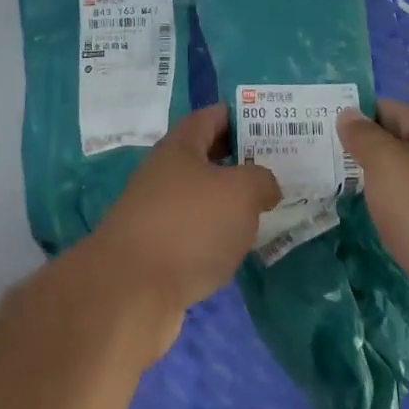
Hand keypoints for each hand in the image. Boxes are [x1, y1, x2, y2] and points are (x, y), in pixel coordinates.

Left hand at [88, 104, 281, 354]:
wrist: (130, 292)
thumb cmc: (189, 226)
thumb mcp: (240, 192)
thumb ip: (260, 180)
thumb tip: (264, 185)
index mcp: (179, 147)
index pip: (210, 117)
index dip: (239, 116)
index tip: (270, 125)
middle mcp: (164, 174)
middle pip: (205, 158)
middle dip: (239, 161)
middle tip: (278, 168)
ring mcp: (156, 214)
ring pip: (201, 198)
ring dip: (229, 202)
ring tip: (266, 209)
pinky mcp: (156, 252)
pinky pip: (194, 233)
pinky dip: (216, 237)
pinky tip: (237, 248)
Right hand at [337, 99, 408, 339]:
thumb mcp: (387, 164)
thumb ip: (364, 137)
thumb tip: (348, 113)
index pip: (394, 111)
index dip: (360, 113)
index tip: (324, 124)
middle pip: (404, 148)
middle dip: (368, 152)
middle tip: (326, 160)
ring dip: (382, 188)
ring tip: (343, 193)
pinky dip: (397, 219)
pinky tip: (377, 227)